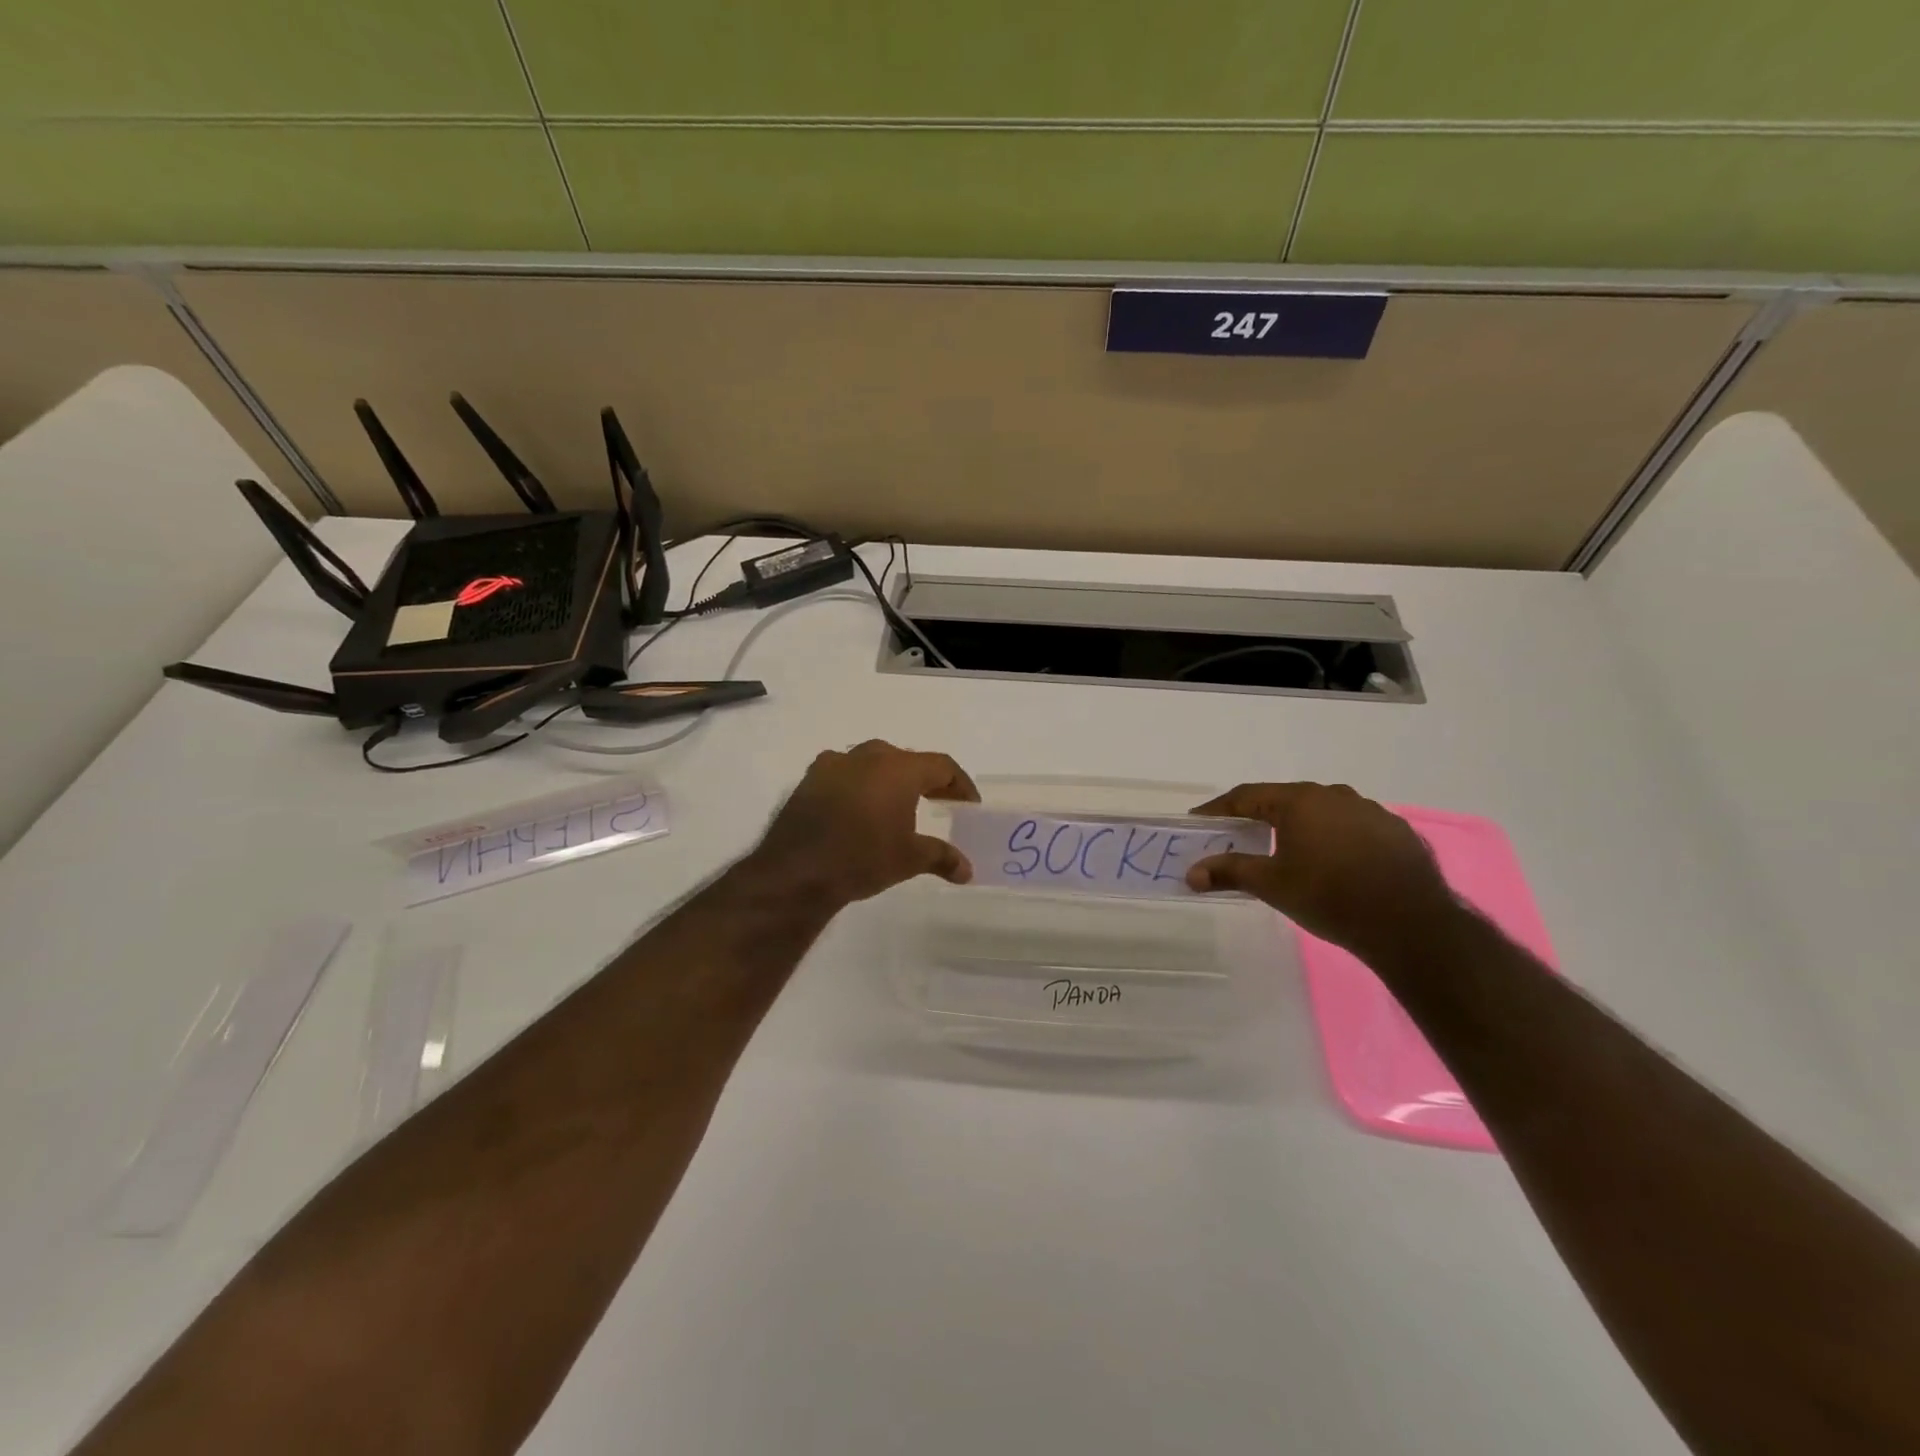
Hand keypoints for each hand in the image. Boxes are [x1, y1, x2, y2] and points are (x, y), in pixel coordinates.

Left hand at [751, 740, 979, 907]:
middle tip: (939, 801)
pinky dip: (859, 785)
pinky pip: (844, 773)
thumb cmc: (862, 858)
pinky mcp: (809, 779)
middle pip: (907, 760)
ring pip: (873, 762)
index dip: (960, 784)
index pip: (941, 765)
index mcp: (899, 768)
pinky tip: (859, 809)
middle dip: (926, 779)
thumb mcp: (909, 859)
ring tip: (899, 804)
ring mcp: (834, 764)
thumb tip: (967, 871)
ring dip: (890, 778)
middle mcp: (868, 756)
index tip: (968, 804)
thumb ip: (942, 858)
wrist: (796, 872)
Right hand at [1185, 782, 1458, 953]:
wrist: (1410, 923)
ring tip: (1288, 852)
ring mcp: (1370, 811)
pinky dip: (1333, 839)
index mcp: (1299, 800)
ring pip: (1322, 812)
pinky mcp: (1396, 832)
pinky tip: (1334, 864)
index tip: (1201, 820)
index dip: (1220, 808)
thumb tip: (1191, 873)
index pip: (1247, 795)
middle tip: (1241, 836)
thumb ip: (1229, 872)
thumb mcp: (1271, 885)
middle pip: (1285, 800)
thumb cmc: (1329, 896)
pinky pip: (1352, 828)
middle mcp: (1334, 795)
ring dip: (1300, 826)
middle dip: (1260, 817)